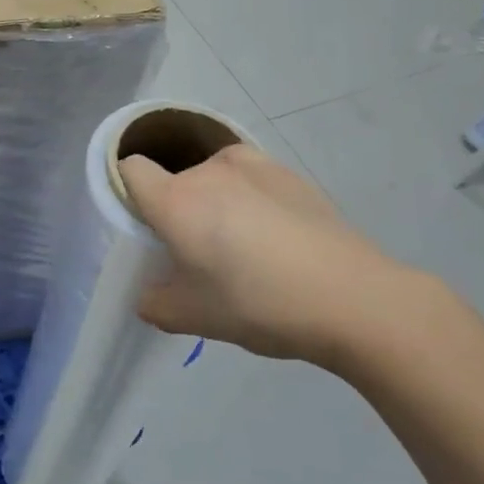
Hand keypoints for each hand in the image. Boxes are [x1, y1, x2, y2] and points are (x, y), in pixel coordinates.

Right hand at [119, 144, 443, 369]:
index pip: (128, 169)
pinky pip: (250, 179)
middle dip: (177, 209)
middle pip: (174, 180)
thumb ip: (155, 303)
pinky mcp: (289, 172)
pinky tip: (277, 239)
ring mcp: (253, 165)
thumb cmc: (260, 305)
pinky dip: (250, 199)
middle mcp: (209, 171)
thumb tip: (148, 294)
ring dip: (215, 201)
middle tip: (198, 252)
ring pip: (214, 177)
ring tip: (243, 245)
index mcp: (176, 200)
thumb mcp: (194, 318)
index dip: (127, 192)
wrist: (356, 298)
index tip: (144, 226)